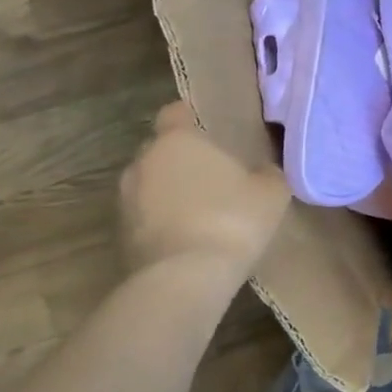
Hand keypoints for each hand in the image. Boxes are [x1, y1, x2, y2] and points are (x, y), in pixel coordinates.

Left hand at [119, 103, 292, 272]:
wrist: (184, 278)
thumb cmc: (232, 220)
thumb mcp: (272, 192)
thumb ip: (266, 172)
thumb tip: (262, 171)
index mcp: (178, 140)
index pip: (175, 113)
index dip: (191, 117)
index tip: (211, 129)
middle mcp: (144, 161)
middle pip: (161, 148)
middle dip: (182, 156)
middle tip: (214, 172)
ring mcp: (125, 199)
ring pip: (150, 182)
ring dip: (170, 189)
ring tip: (202, 207)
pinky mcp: (119, 234)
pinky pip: (145, 214)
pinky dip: (162, 218)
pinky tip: (189, 234)